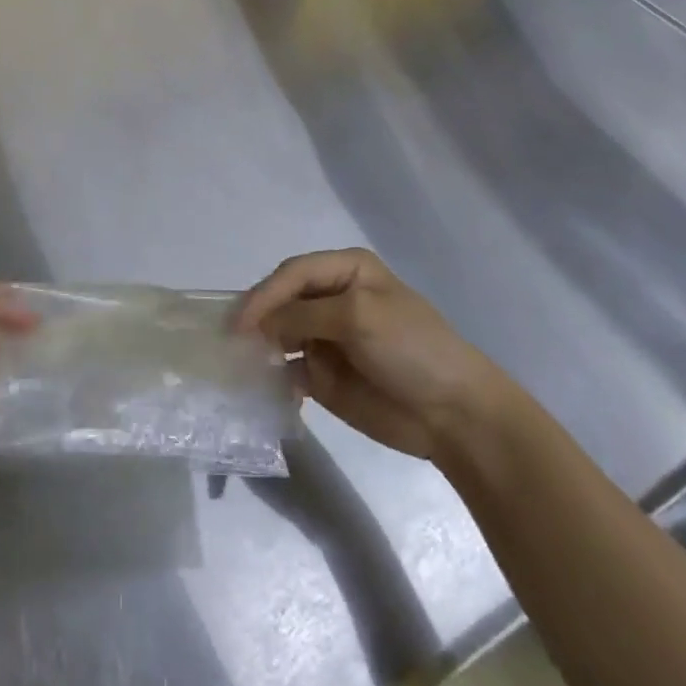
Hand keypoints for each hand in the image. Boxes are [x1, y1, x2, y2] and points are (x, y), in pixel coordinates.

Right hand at [235, 249, 504, 462]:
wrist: (455, 414)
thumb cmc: (412, 349)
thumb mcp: (358, 317)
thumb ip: (304, 315)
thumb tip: (258, 325)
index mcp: (346, 270)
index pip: (292, 273)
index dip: (264, 294)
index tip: (240, 323)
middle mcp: (332, 298)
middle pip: (281, 300)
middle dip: (257, 317)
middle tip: (230, 341)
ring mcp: (326, 337)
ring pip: (279, 334)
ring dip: (259, 346)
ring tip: (238, 363)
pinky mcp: (323, 375)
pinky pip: (287, 370)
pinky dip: (271, 376)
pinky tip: (262, 387)